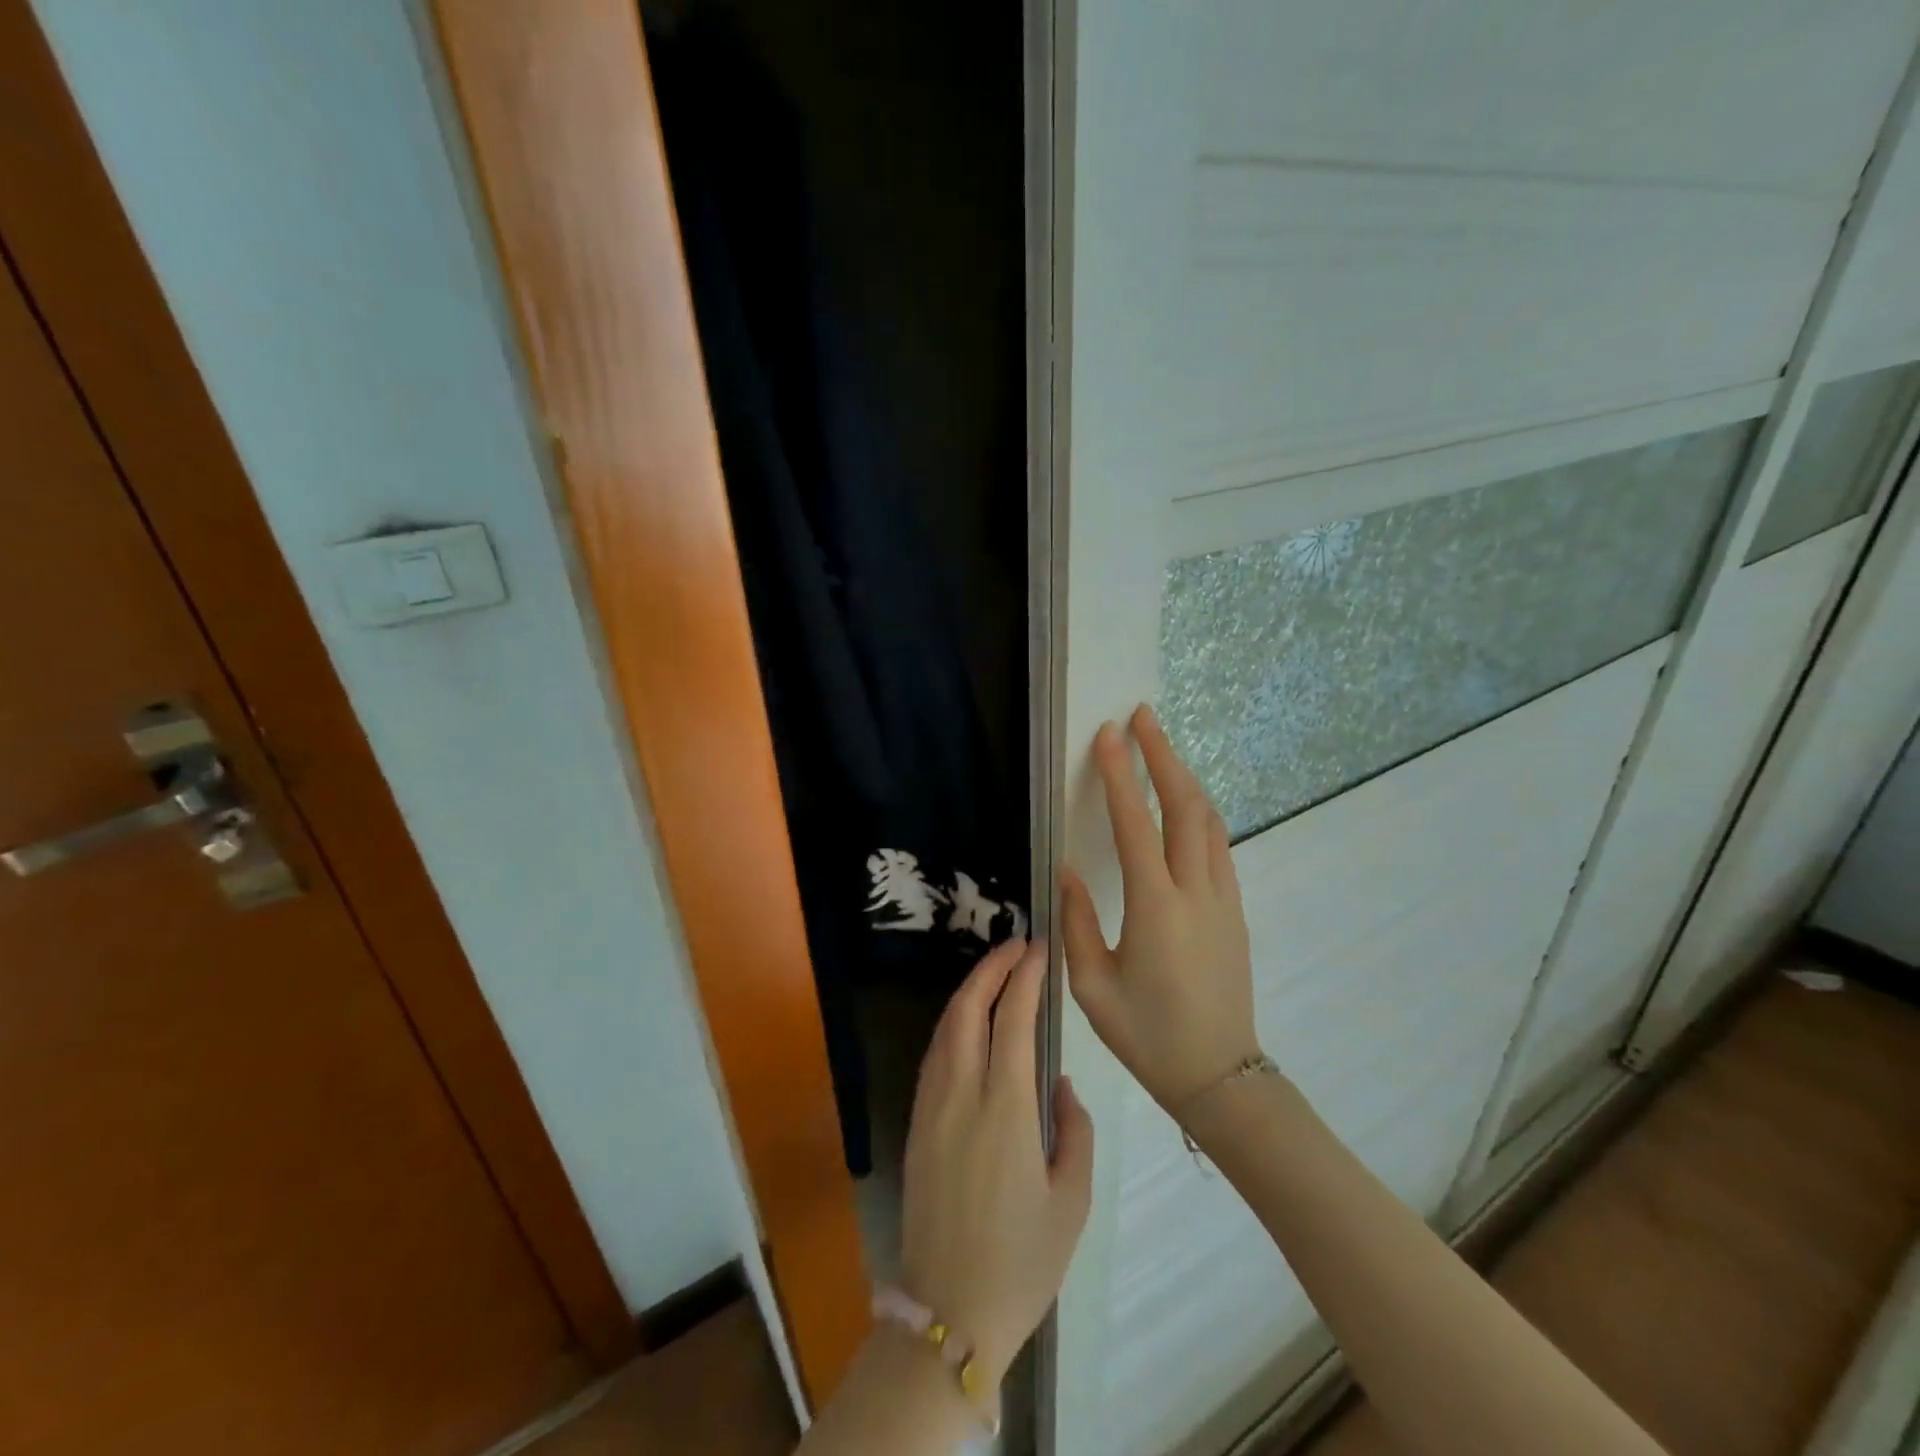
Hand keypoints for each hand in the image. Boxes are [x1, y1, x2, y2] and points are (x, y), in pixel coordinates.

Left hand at [900, 938, 1093, 1392]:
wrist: (948, 1313)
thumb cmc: (1022, 1262)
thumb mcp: (1072, 1200)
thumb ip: (1073, 1130)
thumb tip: (1059, 1085)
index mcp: (1004, 1108)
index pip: (1013, 1019)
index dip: (1025, 976)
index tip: (1040, 950)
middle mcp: (961, 1094)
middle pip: (968, 1009)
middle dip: (992, 968)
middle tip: (1017, 946)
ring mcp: (931, 1106)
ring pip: (945, 1027)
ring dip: (969, 991)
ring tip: (995, 974)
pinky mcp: (917, 1123)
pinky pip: (934, 1055)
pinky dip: (953, 1024)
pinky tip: (969, 1024)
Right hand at [1061, 705, 1261, 1111]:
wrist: (1219, 1076)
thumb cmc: (1147, 1036)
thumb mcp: (1093, 986)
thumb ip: (1078, 922)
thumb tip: (1067, 871)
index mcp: (1156, 908)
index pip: (1137, 823)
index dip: (1121, 774)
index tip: (1109, 734)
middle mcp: (1196, 891)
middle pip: (1186, 806)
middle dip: (1163, 756)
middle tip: (1143, 717)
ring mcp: (1223, 898)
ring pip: (1210, 821)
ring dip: (1185, 779)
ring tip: (1162, 749)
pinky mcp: (1235, 910)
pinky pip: (1218, 846)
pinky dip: (1200, 812)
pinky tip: (1184, 806)